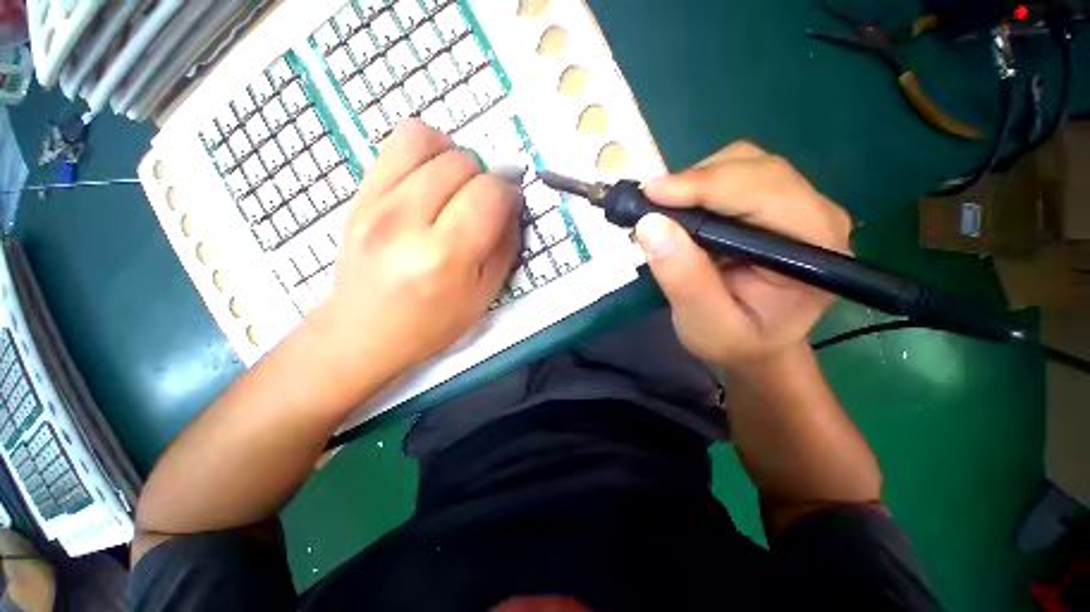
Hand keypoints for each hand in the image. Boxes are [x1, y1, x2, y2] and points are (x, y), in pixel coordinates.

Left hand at [311, 120, 520, 394]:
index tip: (510, 205)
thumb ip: (505, 245)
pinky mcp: (358, 194)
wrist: (364, 332)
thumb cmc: (433, 323)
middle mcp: (406, 221)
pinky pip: (397, 143)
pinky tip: (430, 178)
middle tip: (482, 203)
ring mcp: (375, 202)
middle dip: (485, 177)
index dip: (509, 192)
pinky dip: (425, 150)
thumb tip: (512, 204)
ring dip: (455, 156)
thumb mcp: (485, 294)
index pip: (489, 193)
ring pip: (427, 139)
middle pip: (462, 162)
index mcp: (445, 256)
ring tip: (456, 185)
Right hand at [635, 142, 851, 370]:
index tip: (652, 195)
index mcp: (814, 247)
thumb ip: (683, 278)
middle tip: (649, 206)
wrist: (755, 345)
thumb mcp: (705, 324)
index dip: (705, 186)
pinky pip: (734, 175)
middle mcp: (816, 215)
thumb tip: (651, 225)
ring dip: (694, 183)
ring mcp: (798, 204)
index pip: (764, 192)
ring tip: (664, 213)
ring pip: (742, 163)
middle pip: (754, 168)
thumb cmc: (736, 341)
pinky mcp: (775, 203)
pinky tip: (680, 212)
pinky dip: (697, 187)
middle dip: (695, 182)